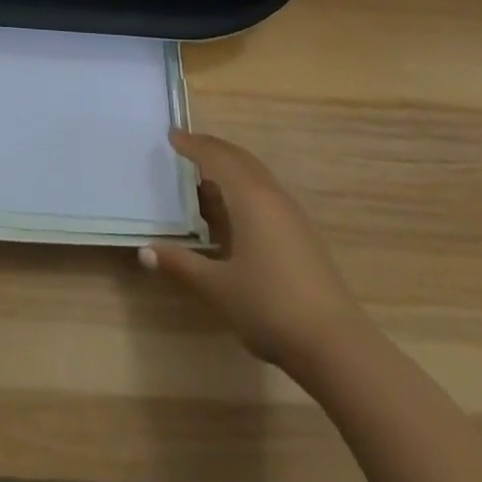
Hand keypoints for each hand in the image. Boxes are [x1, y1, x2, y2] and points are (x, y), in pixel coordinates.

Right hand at [142, 129, 364, 363]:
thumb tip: (144, 251)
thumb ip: (182, 265)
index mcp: (250, 198)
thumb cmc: (270, 307)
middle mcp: (272, 197)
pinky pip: (267, 195)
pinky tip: (236, 214)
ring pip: (256, 176)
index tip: (173, 135)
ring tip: (207, 178)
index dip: (193, 145)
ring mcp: (292, 217)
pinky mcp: (304, 237)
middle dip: (213, 149)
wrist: (337, 347)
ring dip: (231, 169)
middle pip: (240, 159)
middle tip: (188, 146)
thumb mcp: (218, 289)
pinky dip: (245, 189)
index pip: (216, 158)